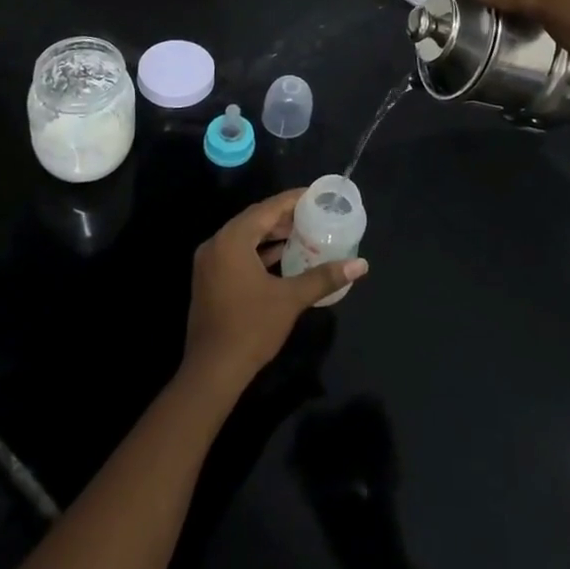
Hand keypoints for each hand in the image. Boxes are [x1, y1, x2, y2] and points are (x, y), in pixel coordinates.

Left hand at [182, 190, 368, 395]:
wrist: (212, 372)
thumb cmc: (251, 328)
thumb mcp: (290, 299)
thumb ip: (324, 277)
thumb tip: (360, 264)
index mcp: (232, 240)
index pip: (266, 209)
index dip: (292, 200)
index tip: (316, 196)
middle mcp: (216, 244)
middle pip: (254, 220)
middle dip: (283, 217)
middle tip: (313, 215)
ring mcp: (209, 263)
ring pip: (245, 238)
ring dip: (271, 235)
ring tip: (302, 234)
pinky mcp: (209, 280)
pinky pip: (237, 253)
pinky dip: (258, 252)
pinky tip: (281, 258)